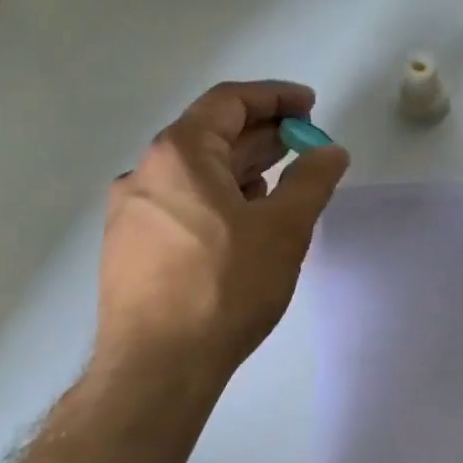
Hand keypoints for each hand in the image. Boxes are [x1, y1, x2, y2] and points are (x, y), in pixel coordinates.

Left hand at [97, 81, 347, 378]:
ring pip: (196, 173)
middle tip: (306, 144)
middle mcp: (145, 173)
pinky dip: (219, 197)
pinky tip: (245, 222)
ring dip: (242, 168)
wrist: (157, 366)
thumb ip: (312, 181)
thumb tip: (330, 151)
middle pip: (211, 135)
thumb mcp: (284, 229)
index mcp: (178, 155)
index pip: (228, 102)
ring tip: (283, 181)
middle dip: (264, 135)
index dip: (275, 97)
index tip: (311, 106)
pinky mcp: (131, 247)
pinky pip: (182, 203)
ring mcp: (132, 212)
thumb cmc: (225, 286)